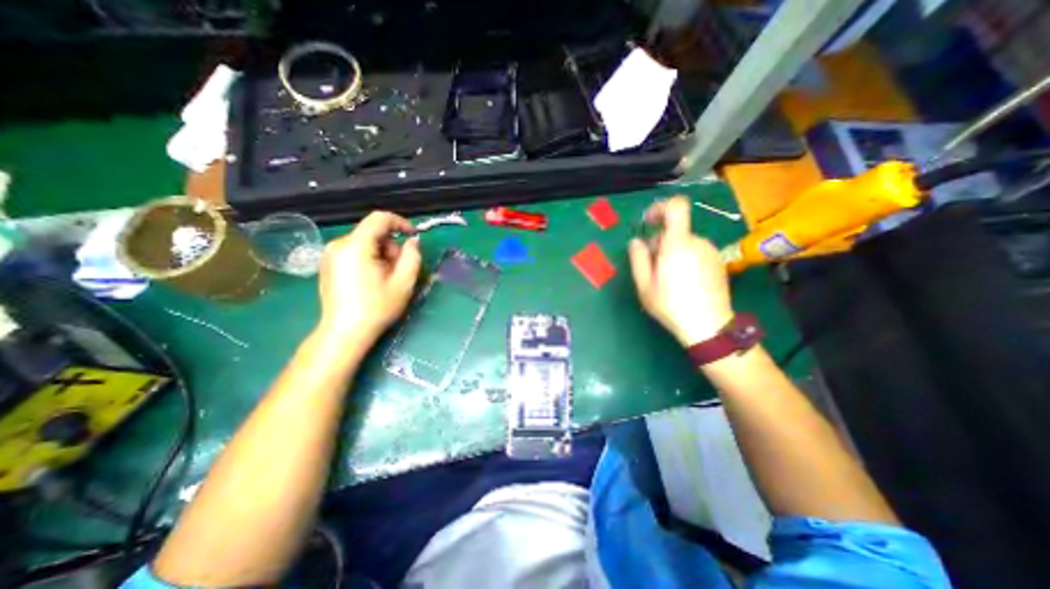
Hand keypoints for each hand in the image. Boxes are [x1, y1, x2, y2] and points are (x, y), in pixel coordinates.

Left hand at [316, 212, 421, 341]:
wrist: (345, 332)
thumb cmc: (377, 308)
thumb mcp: (404, 282)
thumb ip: (412, 256)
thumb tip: (413, 241)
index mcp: (356, 246)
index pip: (380, 219)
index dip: (401, 223)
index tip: (414, 236)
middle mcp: (339, 245)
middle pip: (373, 233)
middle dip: (392, 247)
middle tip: (400, 269)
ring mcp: (330, 255)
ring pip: (365, 243)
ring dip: (382, 255)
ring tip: (387, 278)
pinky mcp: (328, 265)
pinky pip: (355, 252)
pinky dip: (369, 259)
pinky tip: (373, 280)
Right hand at [626, 197, 732, 345]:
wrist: (708, 326)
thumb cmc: (670, 305)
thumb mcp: (644, 284)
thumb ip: (638, 258)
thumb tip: (636, 241)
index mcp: (678, 243)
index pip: (676, 207)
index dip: (660, 208)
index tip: (649, 222)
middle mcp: (698, 242)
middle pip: (675, 232)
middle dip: (659, 244)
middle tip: (651, 268)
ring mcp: (711, 252)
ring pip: (685, 244)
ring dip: (672, 253)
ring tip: (667, 279)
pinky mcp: (718, 263)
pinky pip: (696, 253)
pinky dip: (685, 260)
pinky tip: (683, 283)